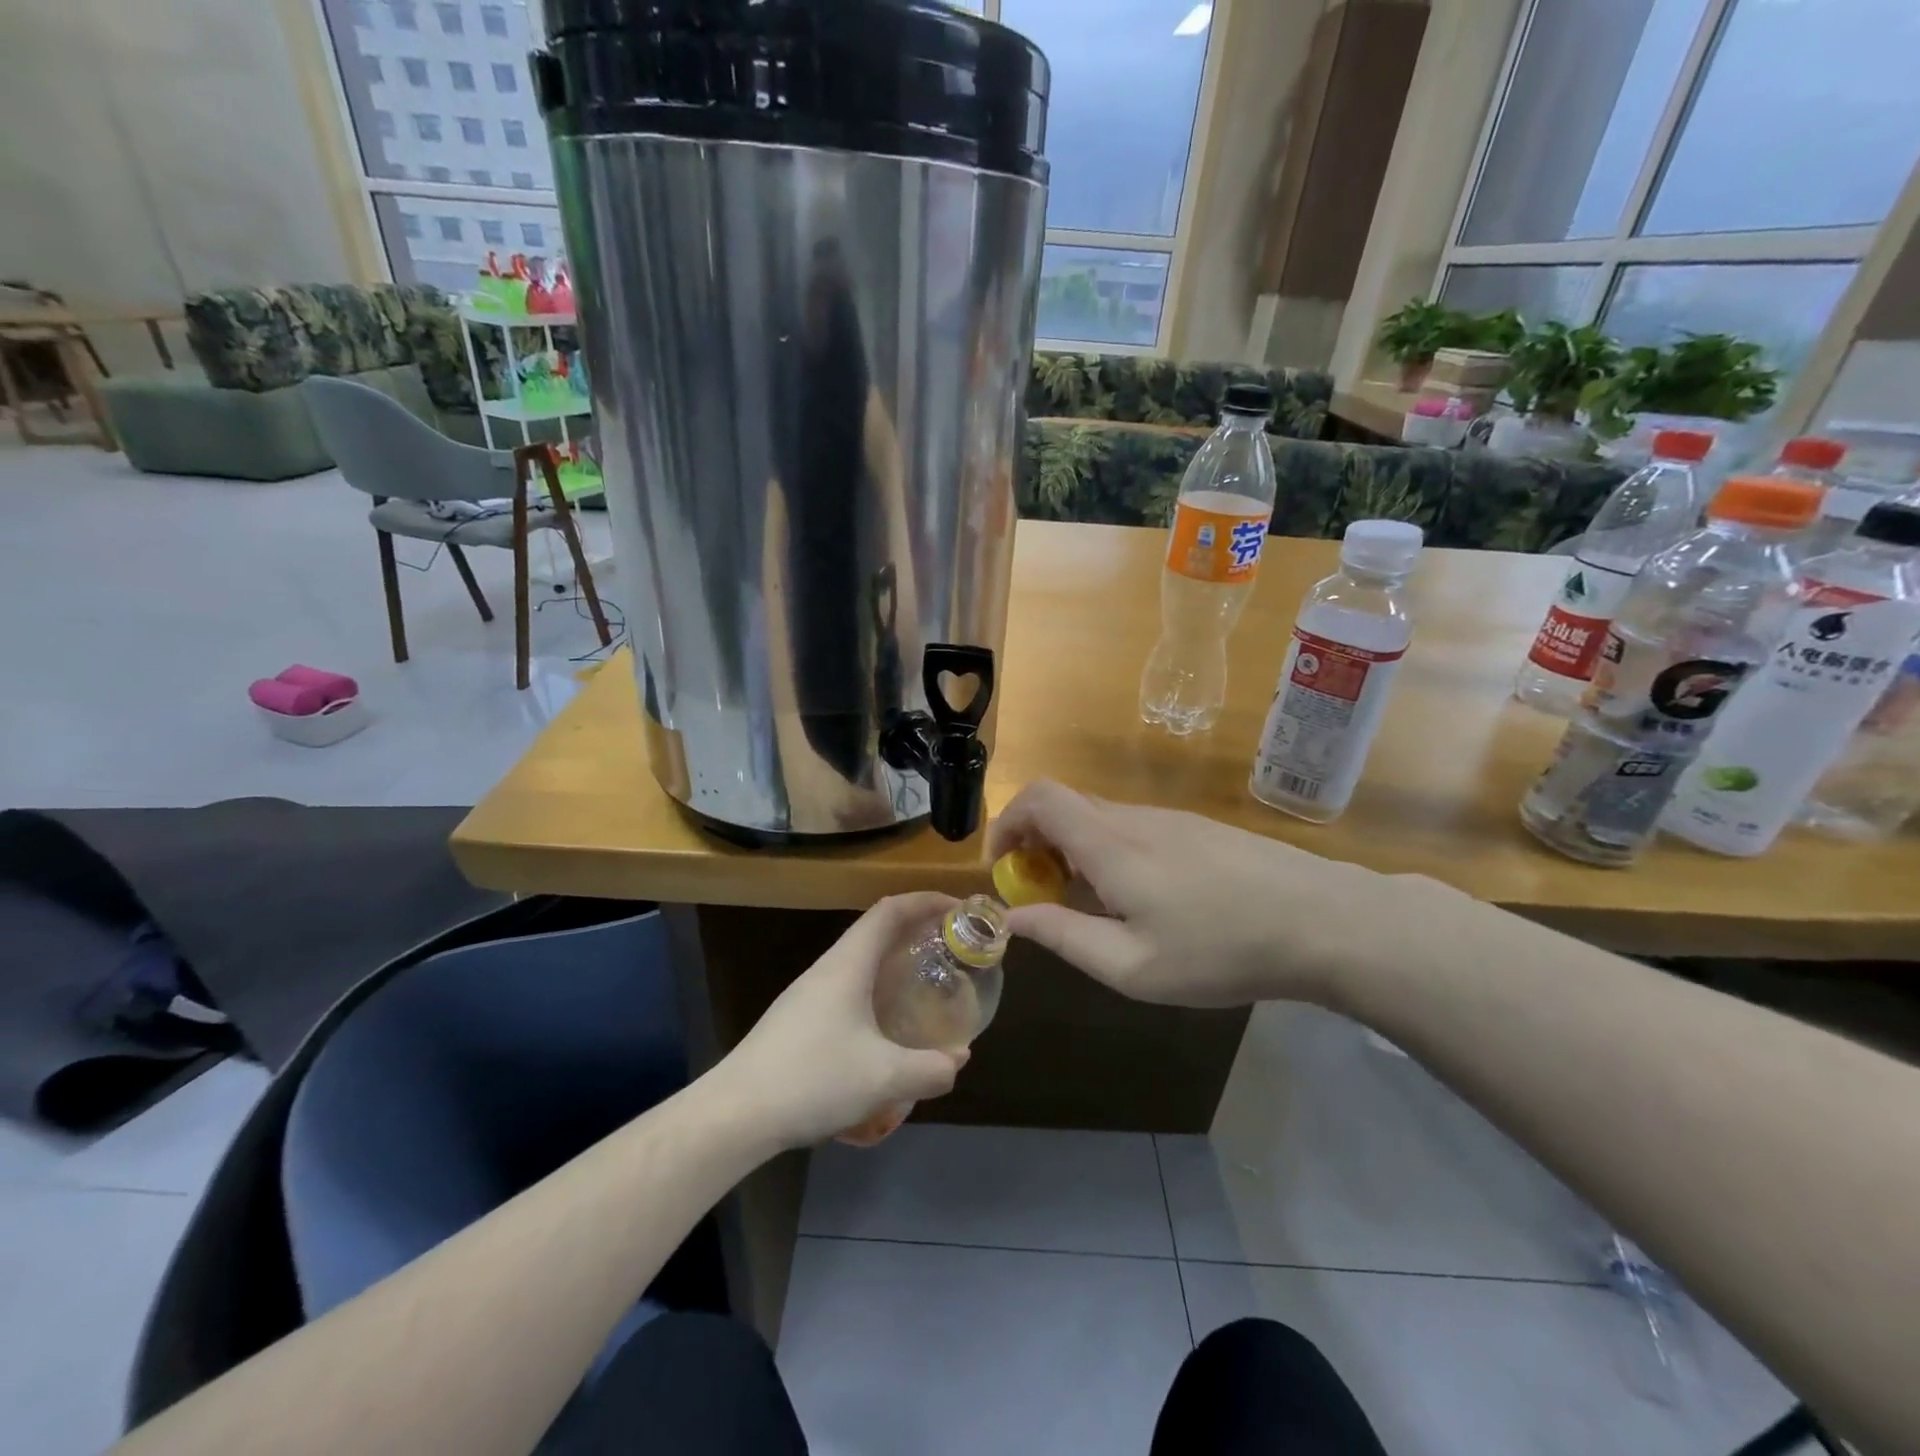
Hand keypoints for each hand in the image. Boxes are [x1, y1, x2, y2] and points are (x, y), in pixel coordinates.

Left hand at [713, 894, 969, 1149]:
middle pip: (875, 931)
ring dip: (893, 964)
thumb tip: (958, 1059)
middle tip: (951, 951)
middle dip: (915, 932)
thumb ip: (930, 1069)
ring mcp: (806, 994)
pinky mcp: (796, 1020)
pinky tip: (884, 1029)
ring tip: (924, 987)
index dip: (927, 901)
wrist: (734, 1115)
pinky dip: (875, 992)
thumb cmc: (813, 1079)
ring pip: (859, 963)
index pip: (890, 910)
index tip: (960, 910)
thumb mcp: (884, 1078)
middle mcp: (827, 969)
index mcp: (847, 964)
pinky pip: (846, 989)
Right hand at [988, 780, 1416, 1008]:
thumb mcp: (1132, 965)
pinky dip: (1108, 850)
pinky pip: (1132, 826)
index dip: (1006, 824)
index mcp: (1110, 844)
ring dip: (1072, 850)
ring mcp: (1171, 819)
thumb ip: (1064, 936)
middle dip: (1035, 843)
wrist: (1324, 920)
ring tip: (1091, 905)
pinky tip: (1142, 898)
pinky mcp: (1198, 828)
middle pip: (1063, 805)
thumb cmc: (1221, 950)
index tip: (1004, 870)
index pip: (1038, 798)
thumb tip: (1012, 918)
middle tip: (1043, 896)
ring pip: (1099, 817)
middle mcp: (1134, 818)